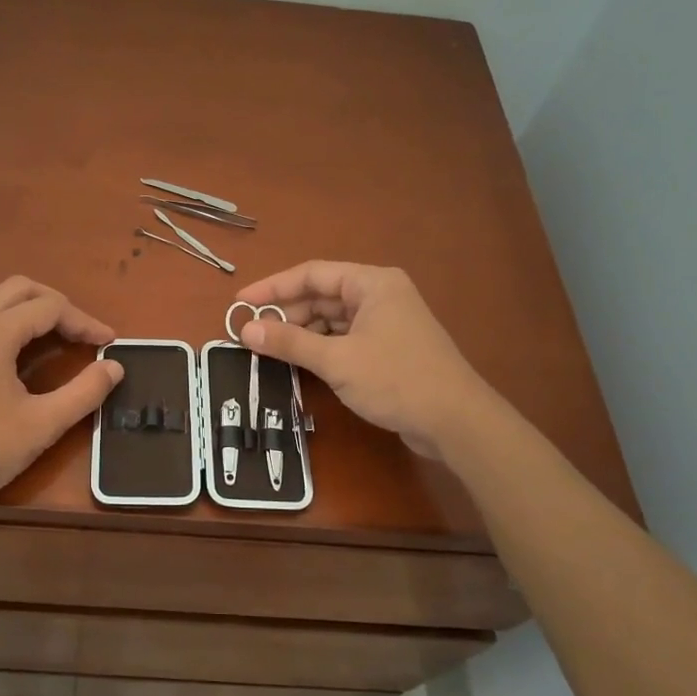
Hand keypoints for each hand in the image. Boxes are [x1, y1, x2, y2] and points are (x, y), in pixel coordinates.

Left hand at [0, 275, 123, 511]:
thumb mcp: (43, 424)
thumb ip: (85, 392)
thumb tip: (115, 367)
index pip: (51, 309)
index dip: (84, 322)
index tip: (106, 342)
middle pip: (17, 288)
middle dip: (53, 304)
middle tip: (74, 331)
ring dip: (2, 296)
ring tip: (21, 323)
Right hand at [235, 261, 484, 458]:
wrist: (456, 421)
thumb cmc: (396, 380)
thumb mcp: (337, 361)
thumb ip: (290, 342)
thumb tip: (246, 329)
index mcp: (372, 283)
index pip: (311, 274)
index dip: (272, 288)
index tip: (240, 304)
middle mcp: (380, 295)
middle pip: (321, 296)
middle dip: (286, 314)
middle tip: (252, 334)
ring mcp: (386, 322)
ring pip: (332, 319)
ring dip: (302, 333)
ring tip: (269, 350)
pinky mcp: (389, 348)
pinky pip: (345, 338)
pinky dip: (321, 348)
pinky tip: (299, 362)